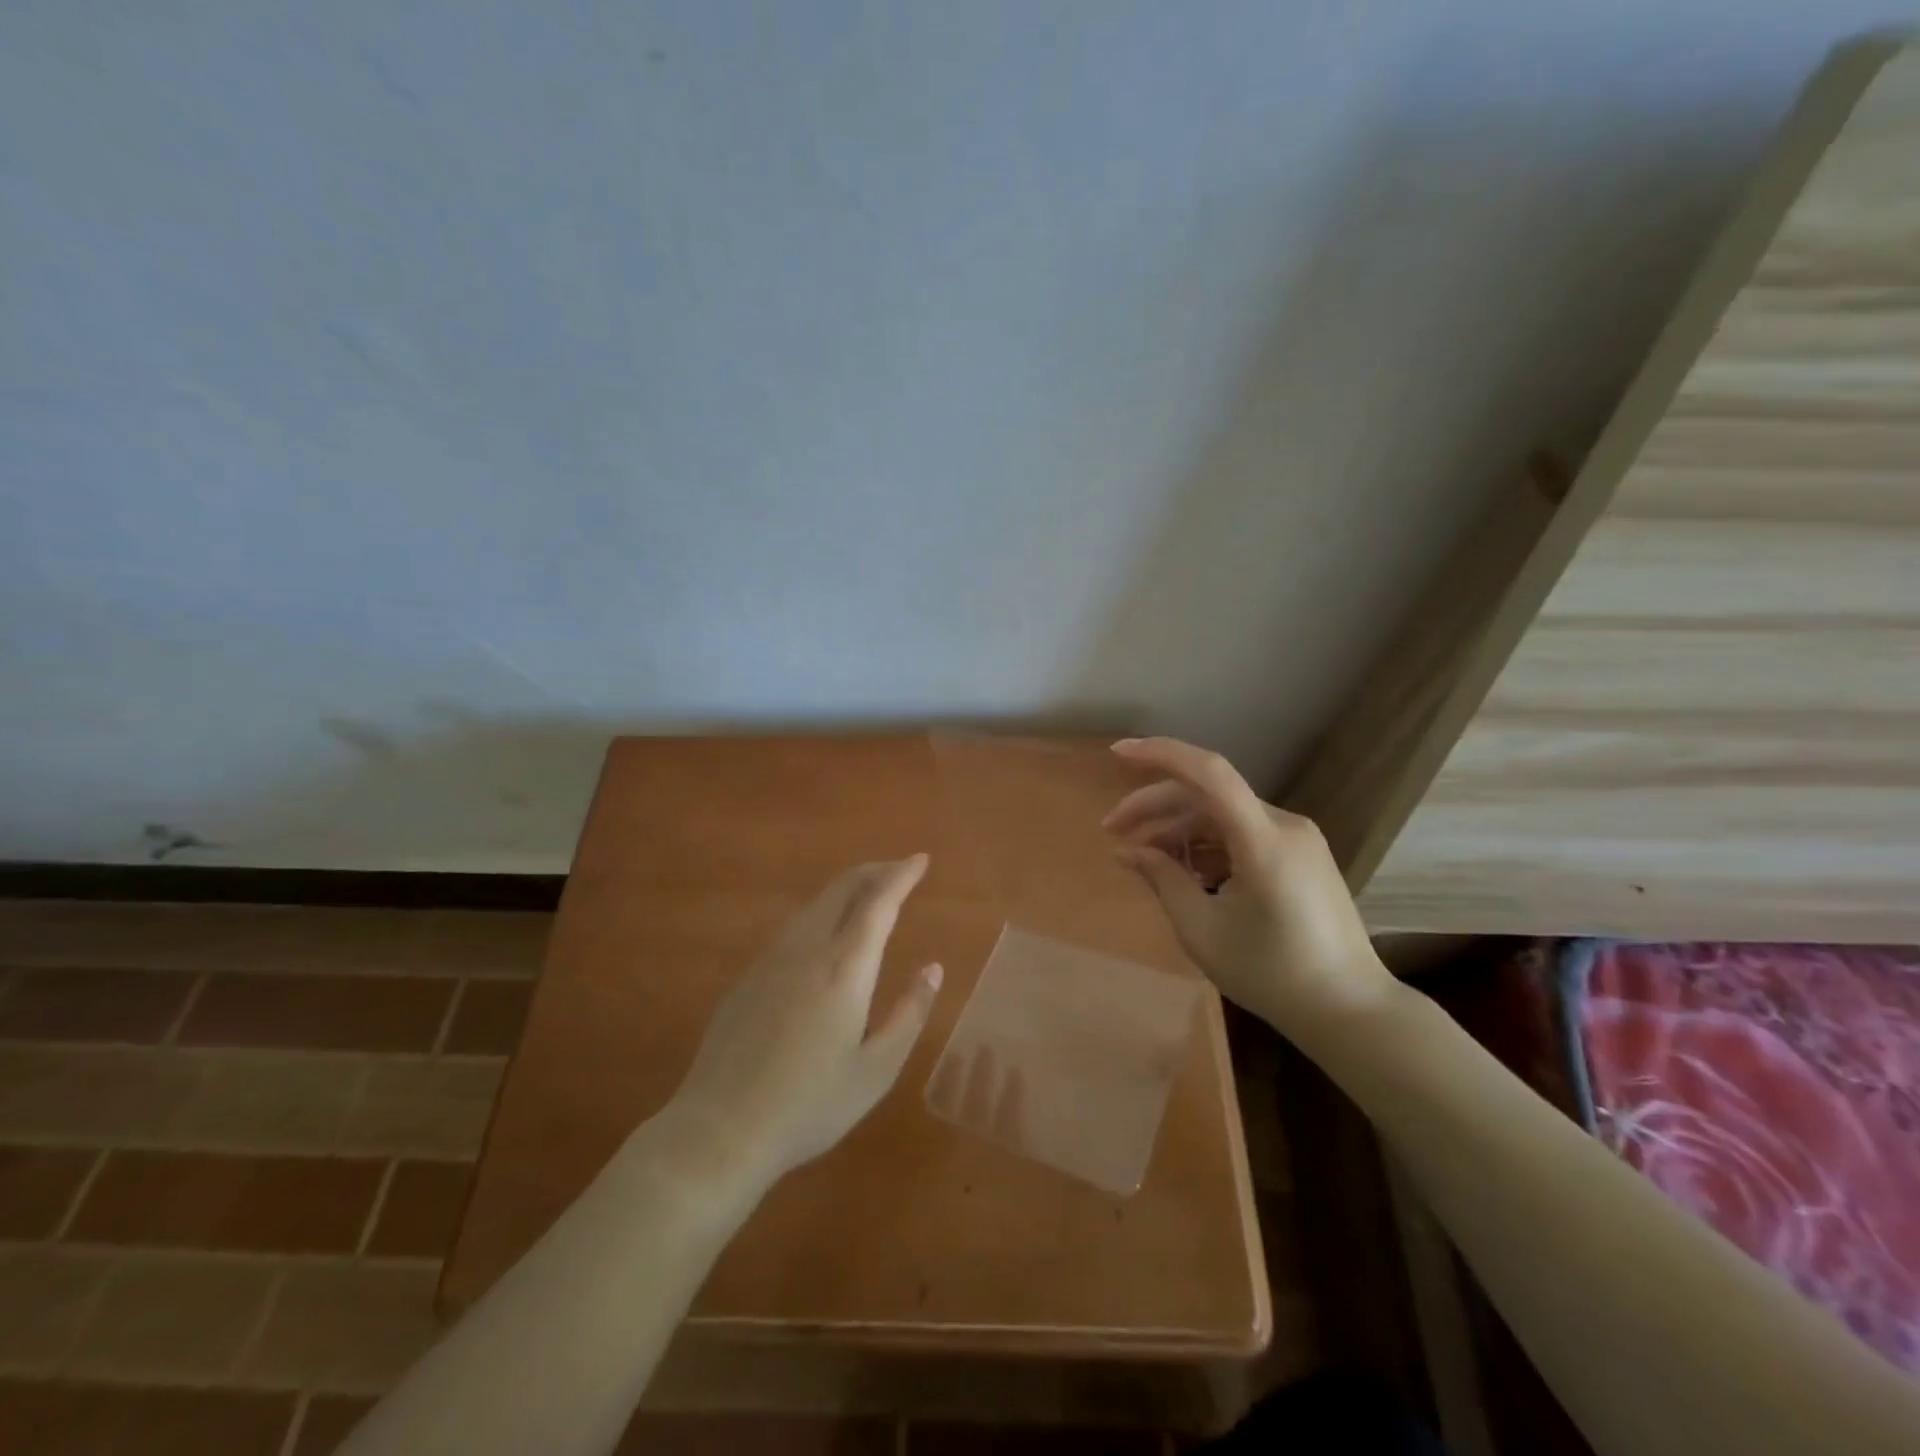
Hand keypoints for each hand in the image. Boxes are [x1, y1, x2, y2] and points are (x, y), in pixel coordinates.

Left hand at [664, 856, 943, 1189]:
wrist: (719, 1131)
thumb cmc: (809, 1106)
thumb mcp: (876, 1071)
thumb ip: (909, 1014)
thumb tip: (933, 968)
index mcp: (844, 969)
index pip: (878, 904)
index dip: (901, 876)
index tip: (920, 860)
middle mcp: (807, 951)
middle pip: (842, 889)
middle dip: (874, 872)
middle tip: (899, 870)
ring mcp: (770, 961)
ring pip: (814, 905)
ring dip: (846, 890)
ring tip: (869, 895)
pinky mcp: (748, 978)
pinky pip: (793, 928)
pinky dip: (820, 914)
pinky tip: (825, 935)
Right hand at [1102, 737, 1394, 1038]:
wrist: (1349, 1009)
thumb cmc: (1272, 975)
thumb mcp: (1202, 931)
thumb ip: (1162, 880)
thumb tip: (1128, 851)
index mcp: (1263, 841)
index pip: (1209, 773)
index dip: (1160, 754)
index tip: (1116, 754)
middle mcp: (1284, 825)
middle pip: (1207, 794)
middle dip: (1154, 807)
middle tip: (1112, 832)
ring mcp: (1296, 838)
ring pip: (1222, 813)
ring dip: (1178, 828)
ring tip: (1142, 858)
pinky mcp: (1299, 854)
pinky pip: (1242, 832)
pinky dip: (1205, 843)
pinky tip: (1181, 870)